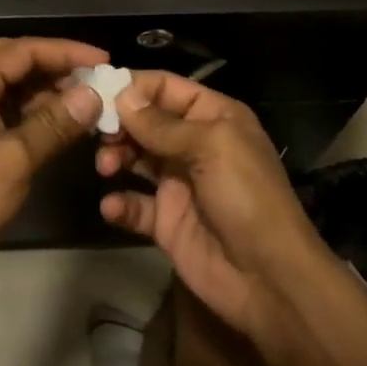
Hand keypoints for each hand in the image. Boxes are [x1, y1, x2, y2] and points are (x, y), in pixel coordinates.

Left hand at [0, 38, 107, 276]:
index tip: (104, 60)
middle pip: (17, 63)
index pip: (24, 50)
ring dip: (49, 93)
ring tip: (90, 102)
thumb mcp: (15, 159)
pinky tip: (64, 126)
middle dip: (58, 69)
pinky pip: (8, 112)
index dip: (67, 51)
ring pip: (14, 89)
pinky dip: (36, 115)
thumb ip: (55, 124)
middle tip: (99, 80)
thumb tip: (93, 95)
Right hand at [96, 72, 333, 342]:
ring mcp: (179, 183)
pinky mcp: (166, 221)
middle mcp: (194, 144)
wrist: (270, 279)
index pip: (166, 87)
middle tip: (96, 132)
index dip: (134, 86)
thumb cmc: (247, 197)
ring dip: (115, 157)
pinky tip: (113, 206)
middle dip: (119, 122)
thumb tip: (121, 94)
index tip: (98, 90)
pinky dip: (119, 203)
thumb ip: (162, 124)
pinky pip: (134, 204)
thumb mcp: (211, 147)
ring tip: (107, 167)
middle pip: (145, 121)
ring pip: (135, 157)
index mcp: (213, 117)